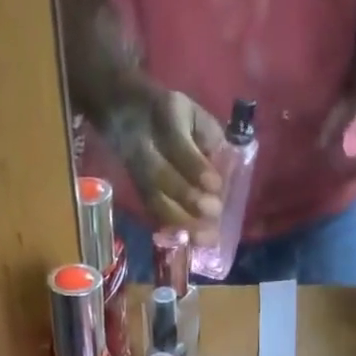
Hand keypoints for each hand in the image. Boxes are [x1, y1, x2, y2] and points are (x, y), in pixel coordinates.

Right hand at [100, 88, 225, 237]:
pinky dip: (171, 231)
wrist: (130, 115)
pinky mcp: (139, 193)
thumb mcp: (195, 113)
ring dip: (180, 222)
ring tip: (205, 237)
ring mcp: (138, 172)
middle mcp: (144, 145)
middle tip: (214, 212)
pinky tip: (190, 242)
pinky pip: (153, 215)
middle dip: (188, 197)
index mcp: (164, 116)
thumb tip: (226, 167)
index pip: (177, 144)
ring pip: (155, 201)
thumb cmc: (175, 117)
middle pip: (160, 176)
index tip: (216, 186)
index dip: (195, 167)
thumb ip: (210, 136)